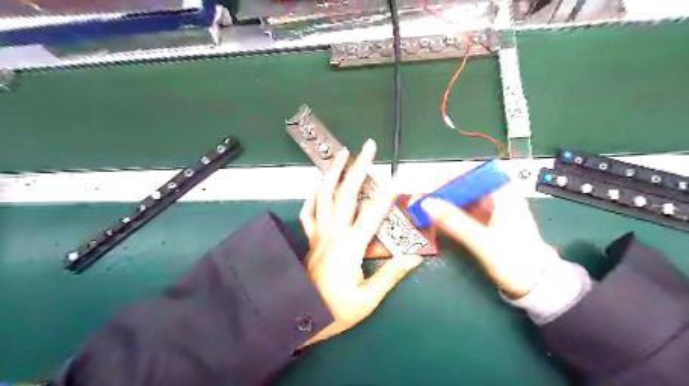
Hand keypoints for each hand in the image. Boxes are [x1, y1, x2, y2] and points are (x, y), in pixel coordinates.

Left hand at [302, 139, 425, 346]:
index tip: (398, 177)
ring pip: (324, 195)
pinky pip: (308, 211)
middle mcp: (333, 232)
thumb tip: (415, 257)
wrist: (300, 318)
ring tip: (342, 153)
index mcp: (350, 246)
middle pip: (347, 193)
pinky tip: (317, 183)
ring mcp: (319, 233)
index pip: (373, 213)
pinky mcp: (311, 238)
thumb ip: (391, 275)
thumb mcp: (368, 298)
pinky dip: (312, 194)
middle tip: (368, 147)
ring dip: (334, 172)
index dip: (388, 194)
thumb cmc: (335, 310)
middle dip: (359, 167)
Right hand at [420, 180, 558, 297]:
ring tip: (419, 208)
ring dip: (437, 201)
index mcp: (502, 193)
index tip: (426, 187)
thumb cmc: (517, 261)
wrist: (535, 285)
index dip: (445, 176)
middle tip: (417, 198)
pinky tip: (431, 219)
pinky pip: (457, 210)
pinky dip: (443, 213)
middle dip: (436, 188)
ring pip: (456, 196)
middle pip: (460, 182)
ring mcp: (486, 208)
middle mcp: (493, 196)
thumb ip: (455, 222)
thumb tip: (427, 203)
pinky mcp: (480, 220)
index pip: (469, 172)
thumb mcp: (485, 242)